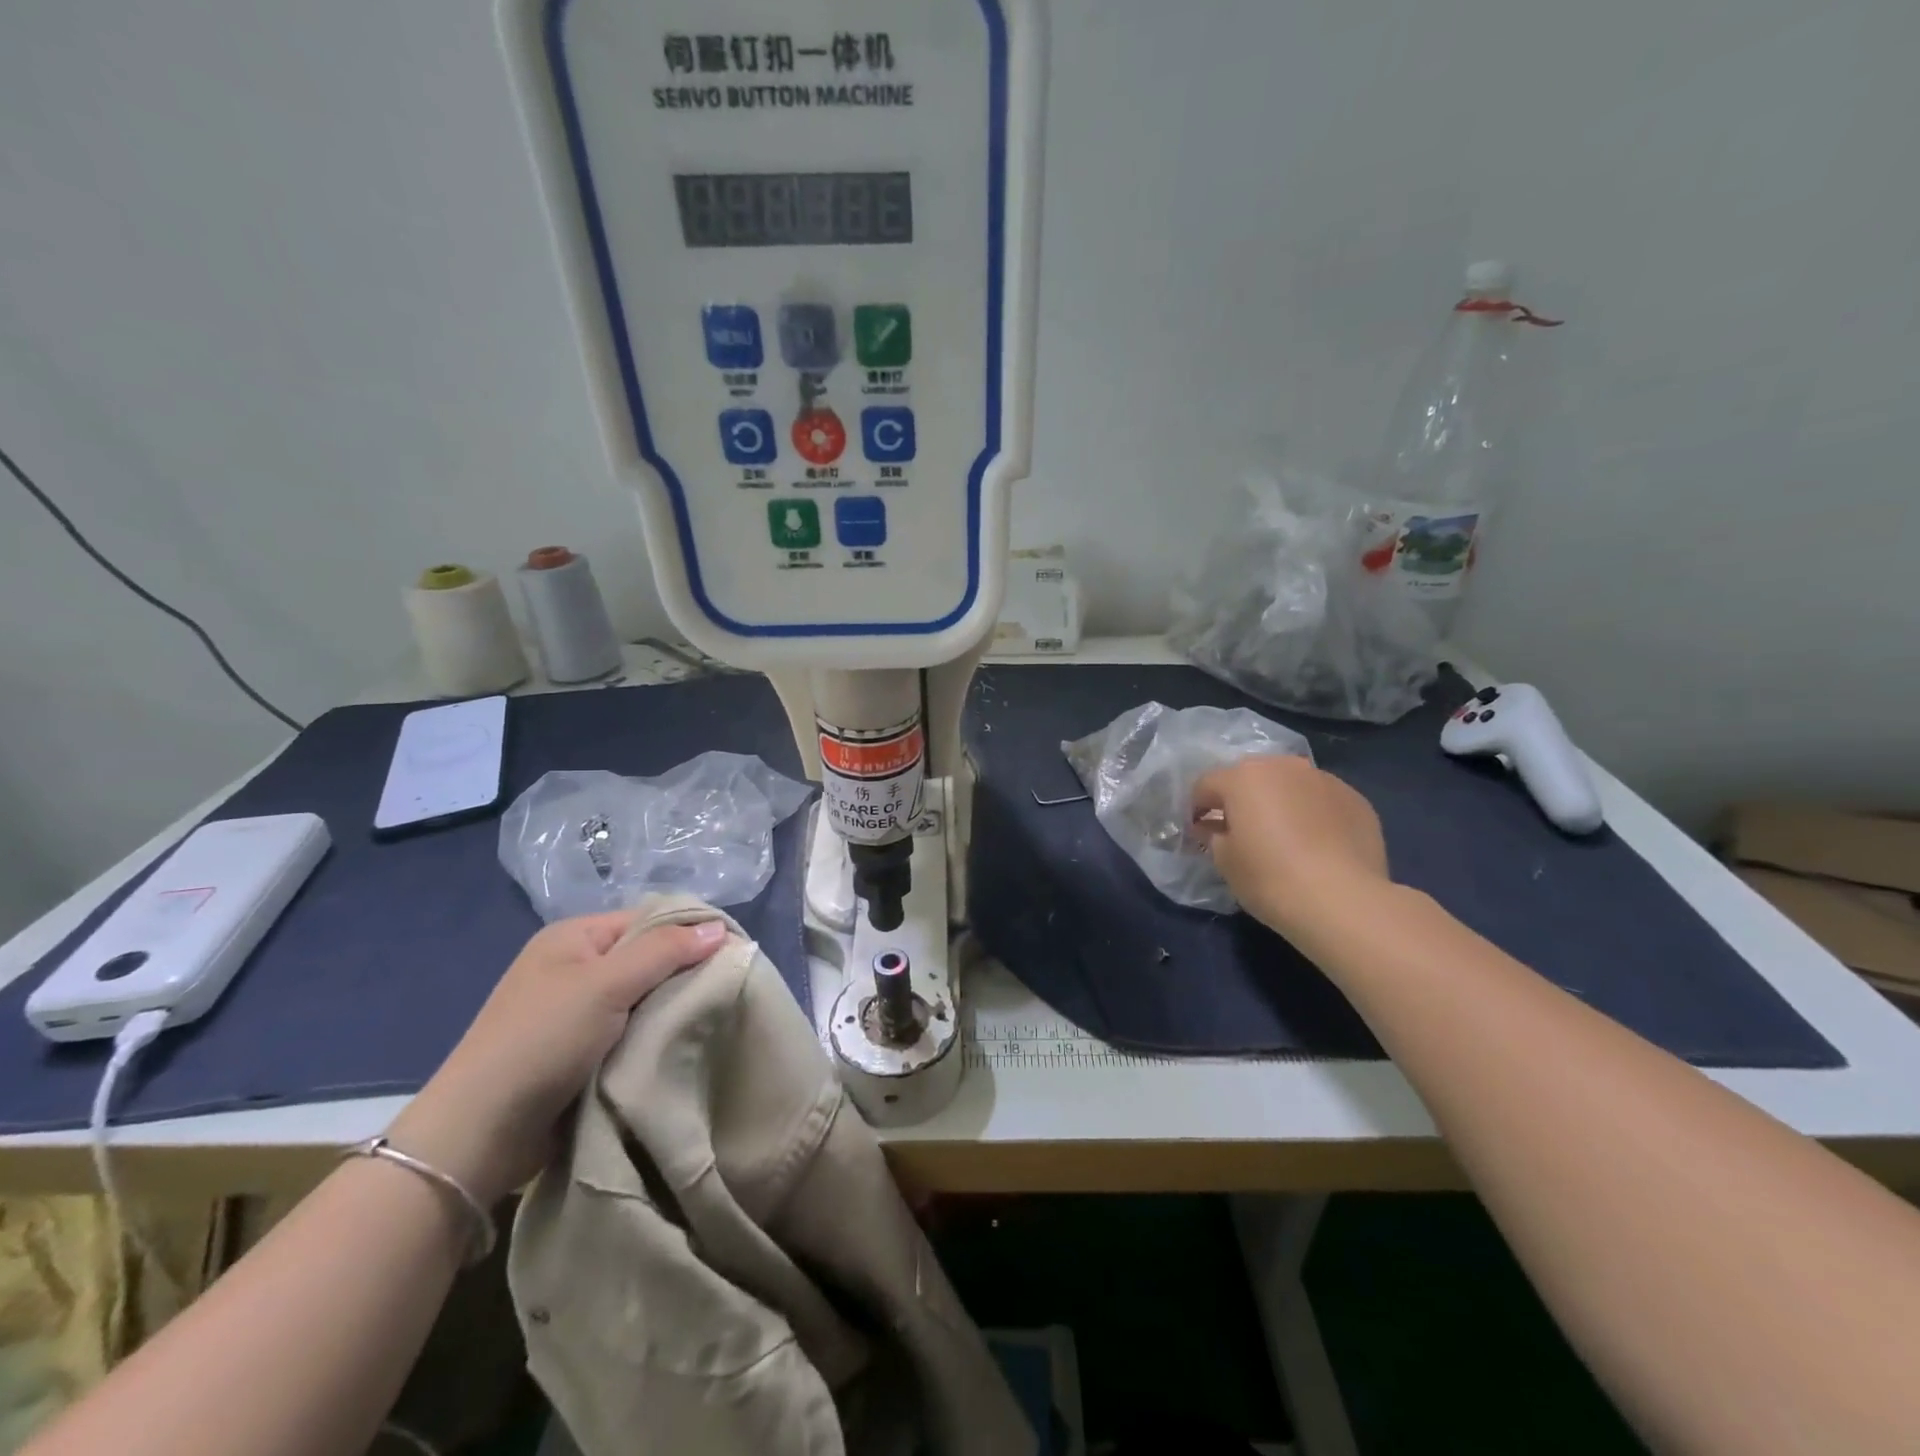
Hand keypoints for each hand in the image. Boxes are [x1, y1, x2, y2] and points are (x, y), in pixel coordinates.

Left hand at [387, 913, 725, 1204]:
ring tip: (709, 1018)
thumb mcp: (607, 985)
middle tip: (726, 990)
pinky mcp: (577, 1050)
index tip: (734, 954)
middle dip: (683, 972)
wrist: (478, 1135)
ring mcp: (573, 1010)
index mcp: (574, 936)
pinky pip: (629, 1029)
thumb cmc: (542, 1041)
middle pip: (647, 956)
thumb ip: (665, 952)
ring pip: (642, 996)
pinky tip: (677, 1043)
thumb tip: (719, 929)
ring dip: (669, 1008)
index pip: (649, 919)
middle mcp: (573, 966)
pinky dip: (652, 1035)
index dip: (690, 932)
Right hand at [1193, 755, 1388, 934]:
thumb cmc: (1270, 878)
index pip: (1206, 784)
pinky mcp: (1356, 800)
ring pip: (1289, 785)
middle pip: (1251, 776)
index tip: (1198, 832)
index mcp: (1244, 777)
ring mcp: (1324, 780)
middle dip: (1240, 799)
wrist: (1343, 901)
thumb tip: (1214, 827)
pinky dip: (1312, 814)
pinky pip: (1321, 801)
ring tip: (1282, 837)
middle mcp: (1284, 766)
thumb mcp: (1225, 861)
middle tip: (1239, 831)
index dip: (1197, 808)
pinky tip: (1315, 845)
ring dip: (1279, 802)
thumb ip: (1213, 835)